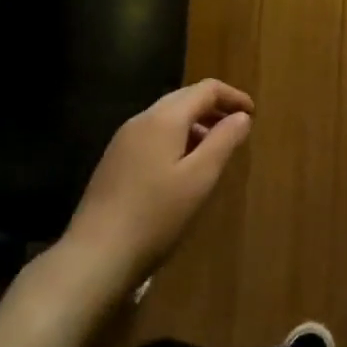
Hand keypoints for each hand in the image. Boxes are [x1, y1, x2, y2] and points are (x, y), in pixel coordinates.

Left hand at [59, 79, 253, 296]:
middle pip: (184, 98)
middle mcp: (141, 120)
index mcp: (164, 118)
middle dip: (214, 108)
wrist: (94, 256)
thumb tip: (241, 116)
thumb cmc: (155, 216)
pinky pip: (153, 135)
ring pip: (167, 117)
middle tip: (237, 129)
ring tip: (215, 151)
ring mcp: (123, 140)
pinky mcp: (114, 161)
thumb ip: (223, 141)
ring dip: (196, 125)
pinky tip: (183, 169)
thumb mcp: (199, 179)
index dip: (233, 97)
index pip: (205, 89)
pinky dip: (176, 139)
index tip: (253, 114)